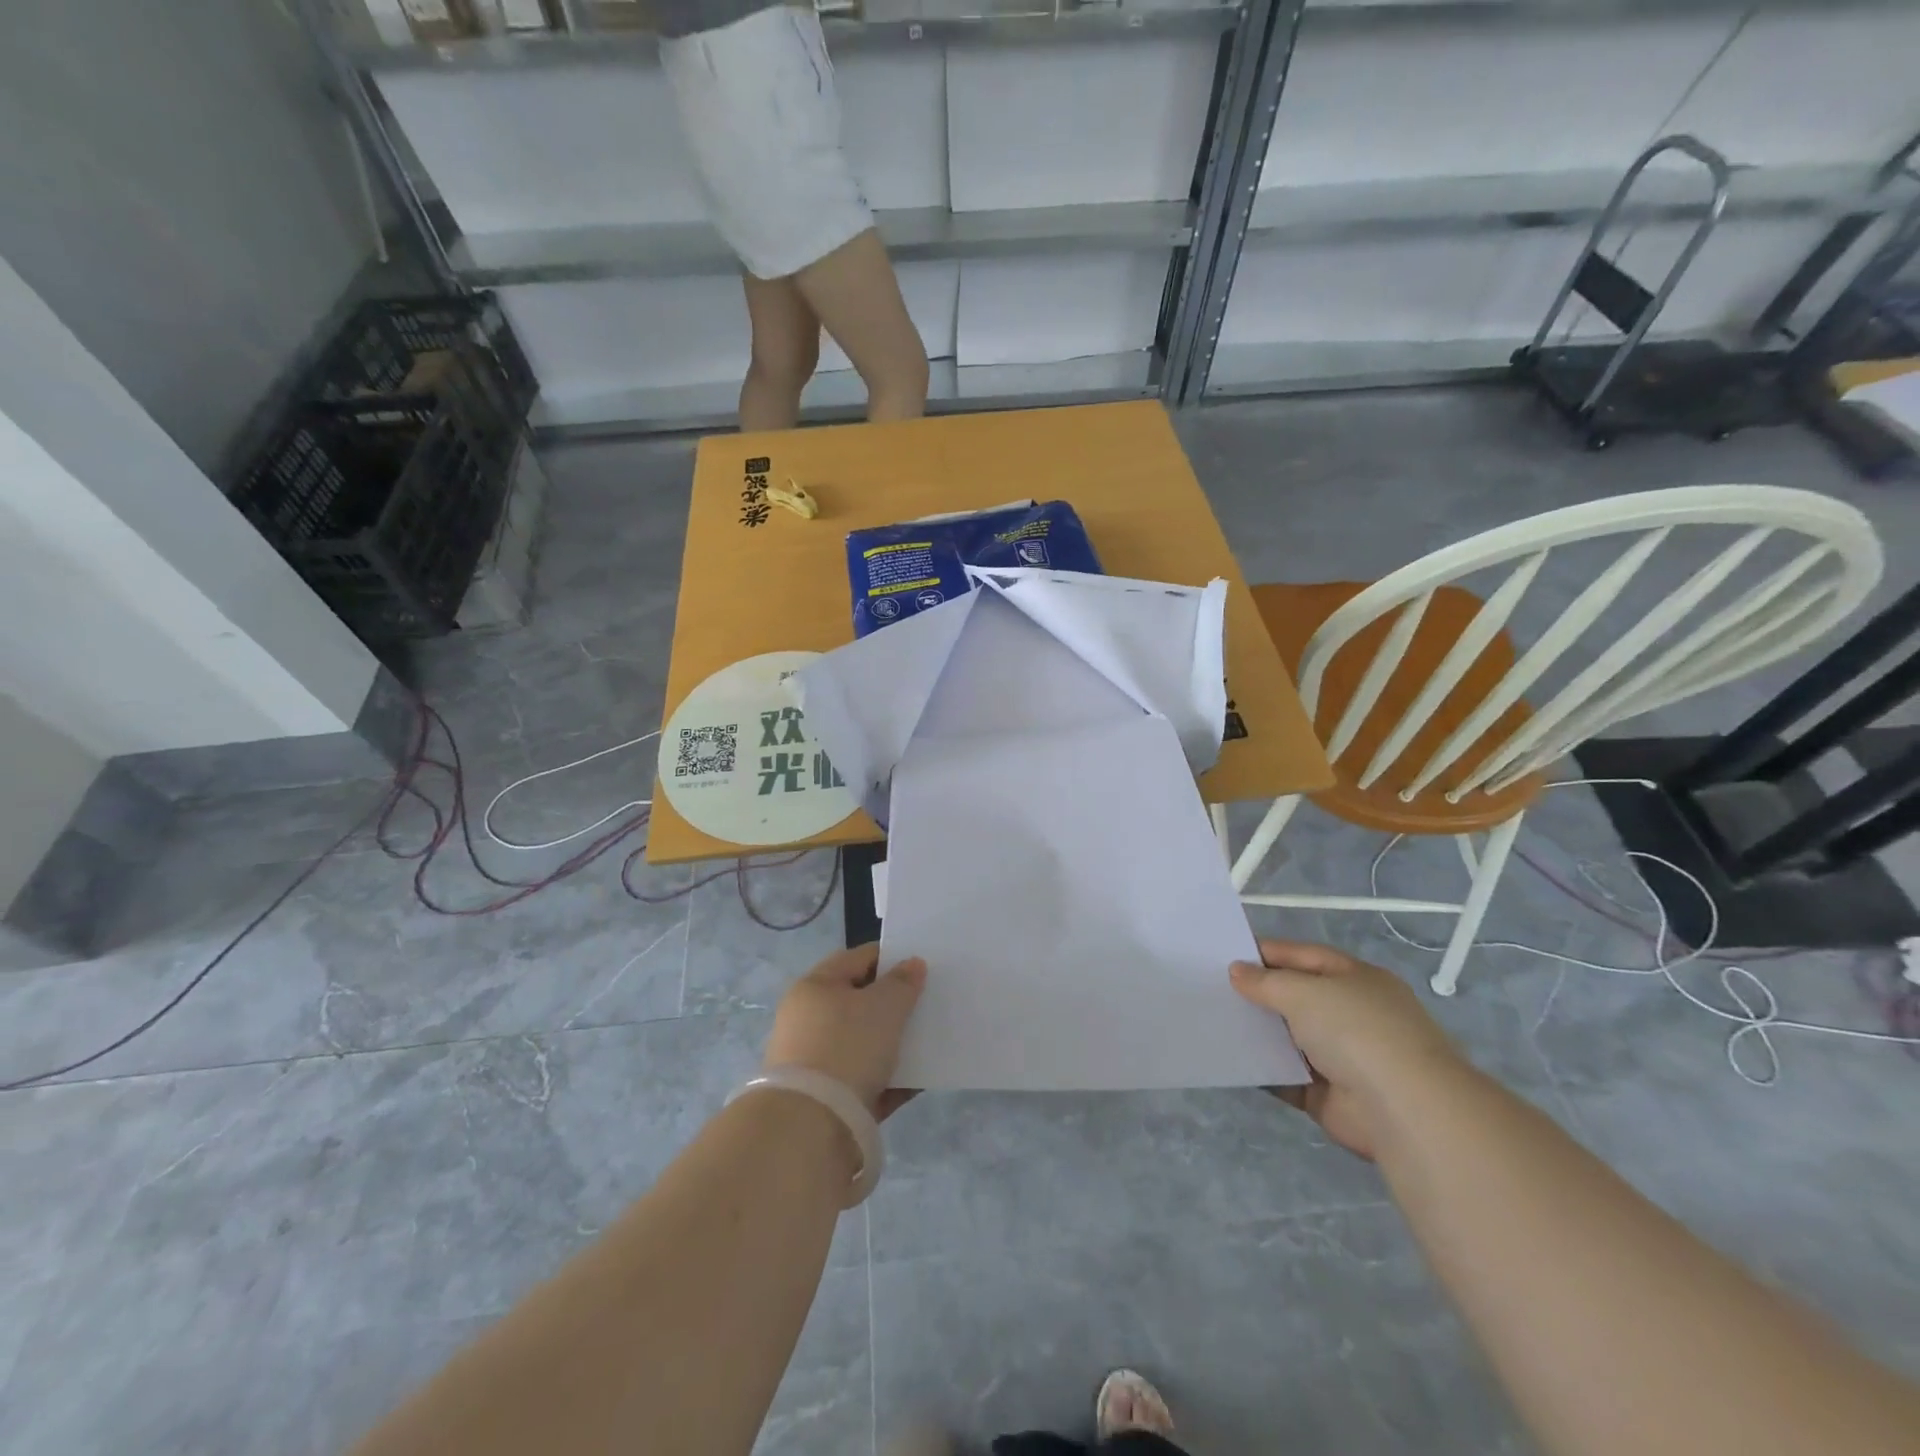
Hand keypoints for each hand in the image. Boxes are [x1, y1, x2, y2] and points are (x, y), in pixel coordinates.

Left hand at [765, 943, 926, 1119]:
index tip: (921, 966)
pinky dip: (892, 1079)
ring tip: (930, 1041)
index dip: (890, 957)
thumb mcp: (883, 1006)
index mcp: (815, 987)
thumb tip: (912, 964)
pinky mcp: (829, 1100)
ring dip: (895, 1043)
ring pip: (865, 1044)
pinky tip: (920, 1080)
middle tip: (928, 1003)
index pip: (857, 959)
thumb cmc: (846, 1048)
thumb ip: (902, 983)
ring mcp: (816, 1062)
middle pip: (860, 1002)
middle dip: (894, 1003)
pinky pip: (867, 1081)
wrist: (811, 1127)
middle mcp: (809, 1021)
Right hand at [1231, 939, 1465, 1159]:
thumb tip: (1236, 972)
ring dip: (1258, 1032)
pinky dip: (1262, 1070)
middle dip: (1259, 993)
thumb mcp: (1304, 992)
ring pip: (1289, 1037)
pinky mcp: (1329, 1095)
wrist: (1404, 1111)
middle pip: (1296, 996)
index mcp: (1356, 979)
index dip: (1266, 952)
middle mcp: (1351, 1014)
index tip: (1225, 953)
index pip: (1304, 956)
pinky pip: (1286, 1076)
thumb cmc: (1356, 1032)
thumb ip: (1265, 981)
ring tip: (1213, 1020)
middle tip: (1211, 987)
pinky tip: (1229, 1059)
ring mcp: (1342, 1056)